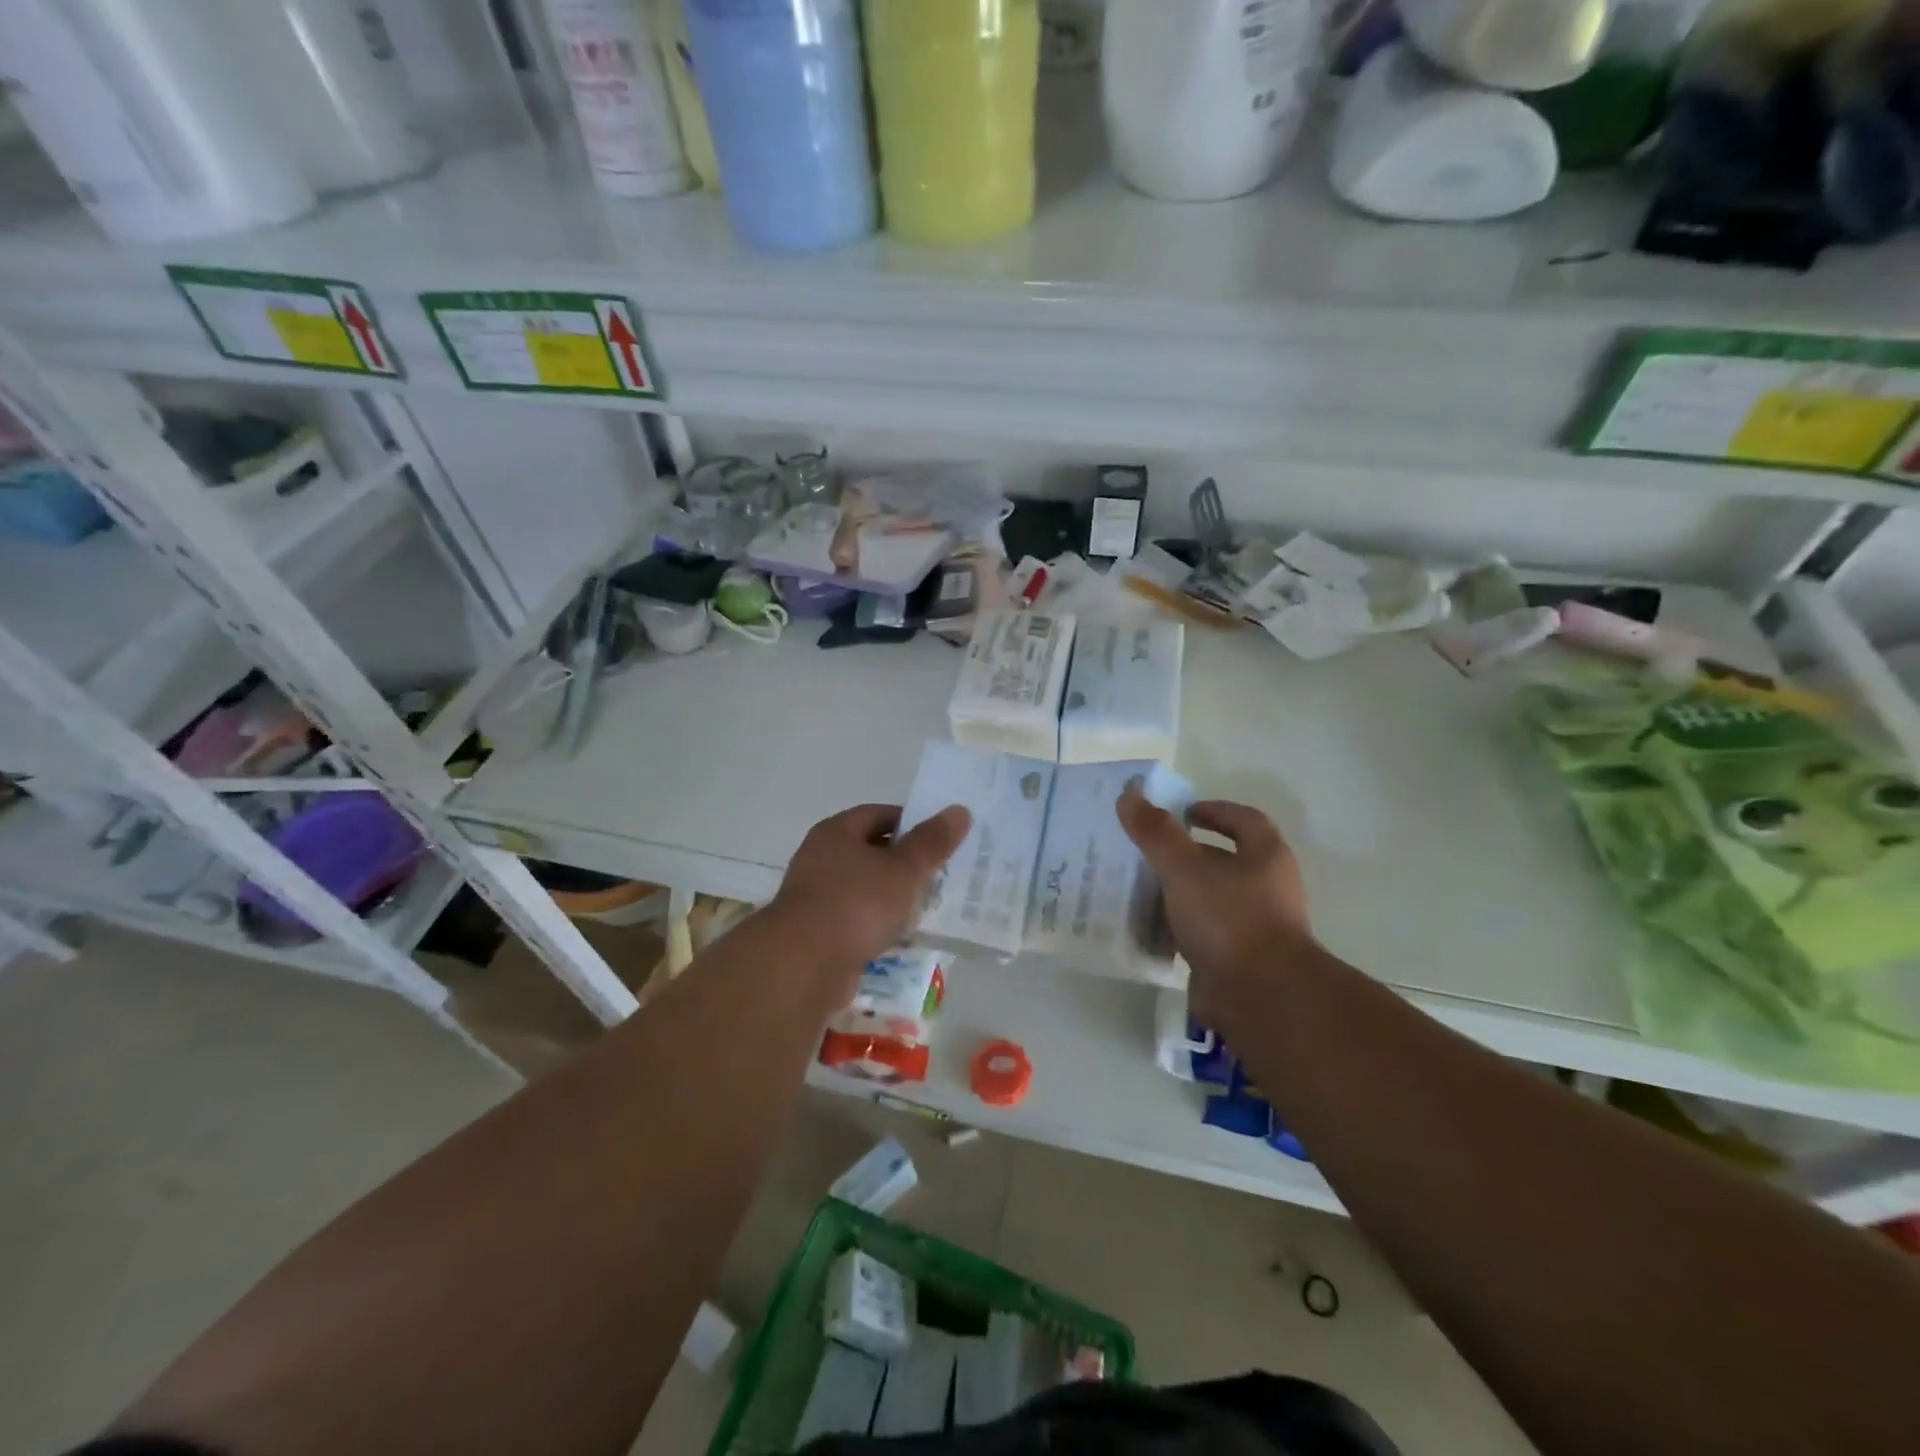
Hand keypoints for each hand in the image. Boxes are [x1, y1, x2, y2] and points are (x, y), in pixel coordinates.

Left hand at [770, 803, 971, 995]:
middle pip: (870, 851)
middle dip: (903, 862)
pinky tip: (900, 938)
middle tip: (937, 873)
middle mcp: (820, 858)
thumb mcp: (903, 869)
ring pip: (864, 888)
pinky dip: (877, 925)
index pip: (878, 814)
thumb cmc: (857, 903)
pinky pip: (855, 919)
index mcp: (837, 832)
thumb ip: (931, 842)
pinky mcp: (817, 932)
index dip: (910, 822)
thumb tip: (959, 810)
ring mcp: (816, 896)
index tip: (938, 838)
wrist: (805, 963)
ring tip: (925, 907)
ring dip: (891, 896)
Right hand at [1119, 790, 1313, 1022]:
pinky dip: (1181, 927)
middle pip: (1226, 860)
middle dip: (1188, 854)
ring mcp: (1256, 926)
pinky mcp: (1239, 959)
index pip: (1245, 820)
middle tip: (1148, 851)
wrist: (1260, 997)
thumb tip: (1130, 795)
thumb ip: (1156, 833)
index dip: (1214, 811)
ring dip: (1181, 892)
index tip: (1182, 813)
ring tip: (1141, 888)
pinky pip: (1205, 933)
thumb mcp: (1184, 868)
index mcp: (1266, 857)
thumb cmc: (1229, 919)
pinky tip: (1152, 930)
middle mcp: (1268, 888)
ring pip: (1213, 898)